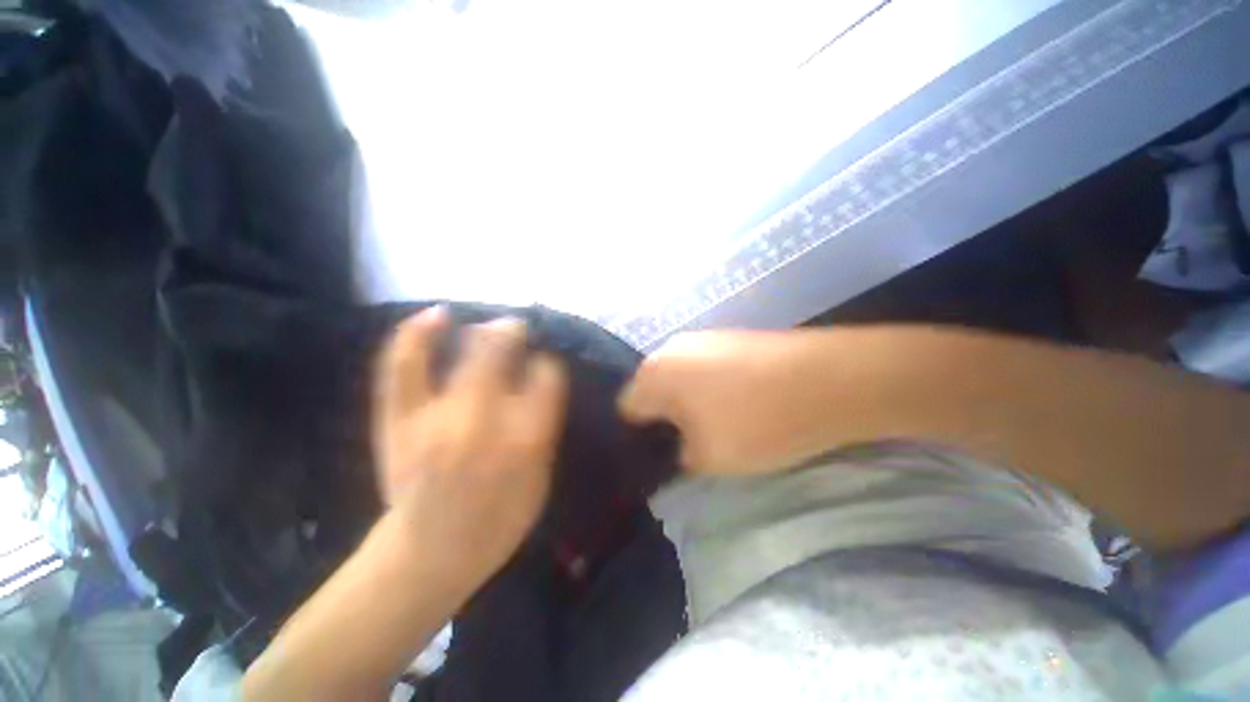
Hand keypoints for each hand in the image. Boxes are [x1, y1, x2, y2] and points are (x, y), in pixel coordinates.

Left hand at [373, 306, 567, 587]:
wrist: (428, 554)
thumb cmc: (499, 522)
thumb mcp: (541, 479)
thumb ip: (545, 427)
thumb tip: (542, 381)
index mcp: (524, 440)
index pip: (546, 377)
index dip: (548, 364)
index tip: (545, 365)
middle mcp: (482, 420)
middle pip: (501, 355)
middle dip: (515, 334)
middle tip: (521, 330)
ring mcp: (435, 416)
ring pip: (461, 354)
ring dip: (481, 331)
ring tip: (491, 325)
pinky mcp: (400, 419)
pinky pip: (404, 367)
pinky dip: (417, 335)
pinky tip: (436, 315)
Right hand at [619, 330, 841, 474]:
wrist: (830, 379)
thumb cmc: (758, 422)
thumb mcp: (708, 458)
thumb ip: (678, 458)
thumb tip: (676, 451)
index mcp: (654, 374)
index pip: (627, 410)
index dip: (640, 437)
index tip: (660, 455)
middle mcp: (669, 348)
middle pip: (652, 390)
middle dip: (665, 418)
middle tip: (688, 443)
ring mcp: (701, 338)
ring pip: (679, 378)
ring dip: (688, 401)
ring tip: (716, 422)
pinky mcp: (728, 336)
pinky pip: (702, 367)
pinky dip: (709, 387)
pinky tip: (737, 401)